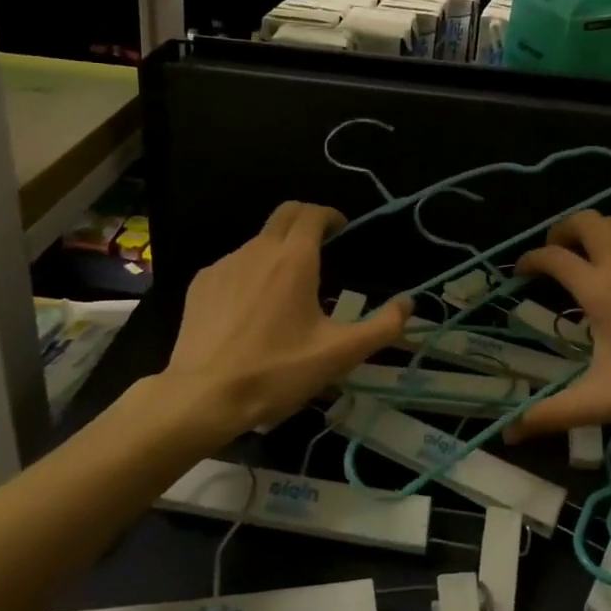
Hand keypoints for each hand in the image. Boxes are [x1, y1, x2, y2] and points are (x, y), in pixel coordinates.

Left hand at [159, 202, 407, 437]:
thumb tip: (408, 303)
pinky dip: (251, 272)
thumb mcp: (338, 355)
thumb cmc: (276, 371)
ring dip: (279, 250)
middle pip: (284, 214)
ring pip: (259, 241)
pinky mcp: (202, 284)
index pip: (312, 213)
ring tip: (288, 288)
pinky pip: (234, 264)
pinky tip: (253, 308)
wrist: (203, 397)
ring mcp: (225, 265)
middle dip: (306, 219)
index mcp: (294, 259)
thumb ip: (381, 327)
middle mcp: (258, 250)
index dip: (330, 215)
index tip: (342, 230)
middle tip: (322, 244)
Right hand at [504, 211, 610, 441]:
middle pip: (583, 220)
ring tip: (585, 257)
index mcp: (599, 290)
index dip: (529, 260)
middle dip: (560, 231)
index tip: (519, 273)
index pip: (553, 258)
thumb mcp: (603, 402)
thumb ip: (552, 415)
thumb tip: (510, 435)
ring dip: (592, 231)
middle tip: (554, 257)